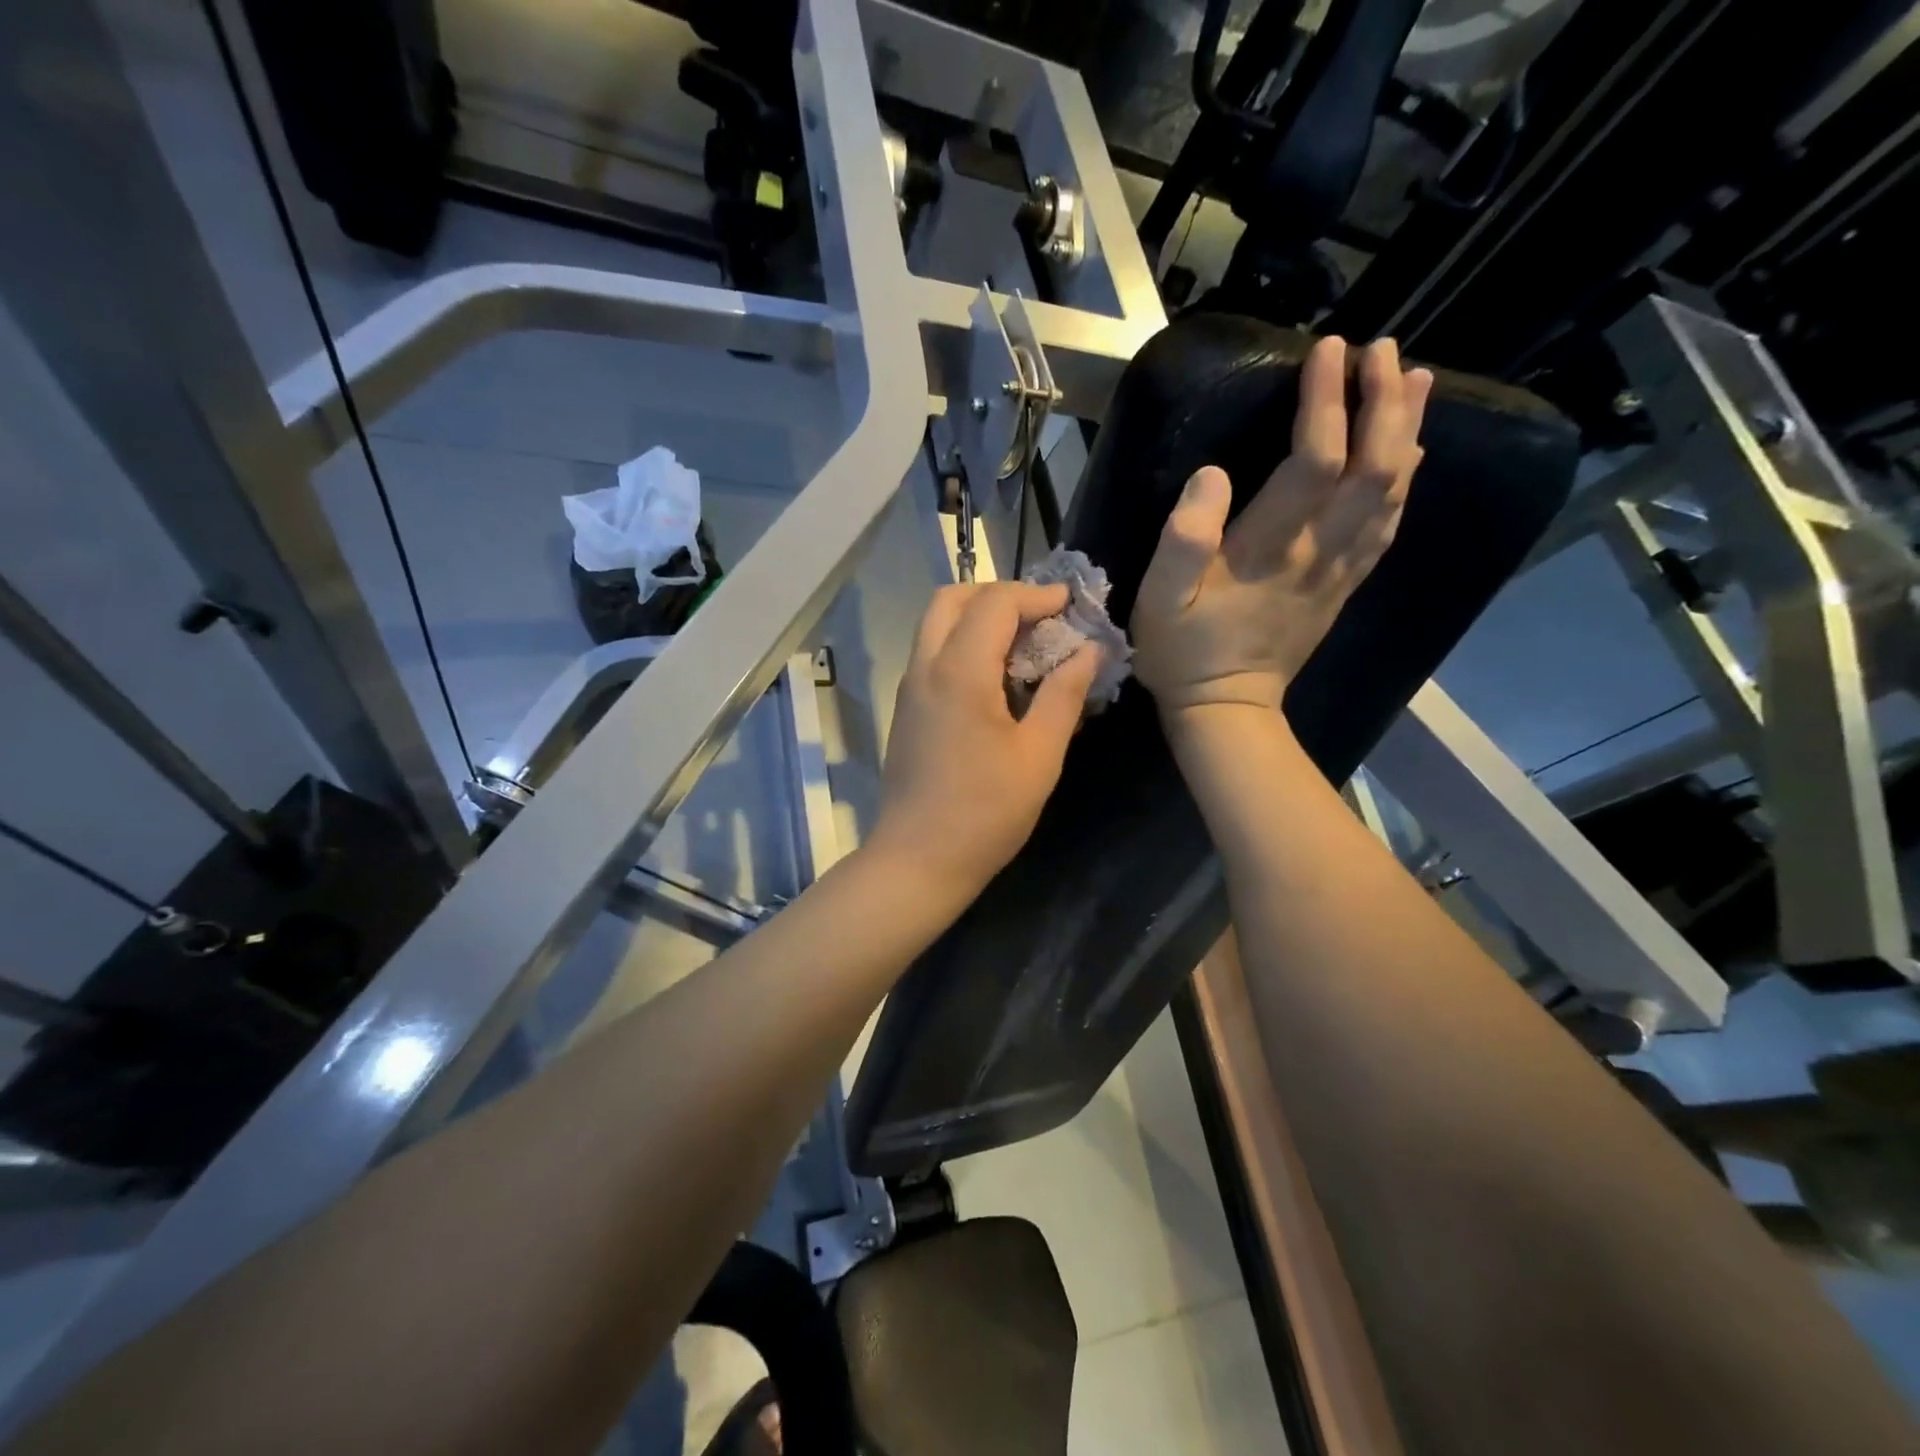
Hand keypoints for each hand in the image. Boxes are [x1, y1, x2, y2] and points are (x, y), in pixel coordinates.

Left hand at [870, 582, 1100, 895]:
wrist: (917, 860)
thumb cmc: (985, 812)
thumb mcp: (1039, 755)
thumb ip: (1064, 694)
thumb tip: (1087, 651)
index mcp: (959, 671)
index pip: (995, 603)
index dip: (1036, 595)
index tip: (1070, 605)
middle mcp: (925, 667)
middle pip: (952, 599)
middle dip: (998, 595)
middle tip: (1039, 618)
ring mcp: (909, 689)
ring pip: (936, 625)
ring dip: (977, 618)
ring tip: (1023, 646)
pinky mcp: (906, 710)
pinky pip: (932, 654)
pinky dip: (962, 644)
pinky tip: (996, 678)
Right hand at [1133, 336, 1432, 718]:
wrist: (1226, 709)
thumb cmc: (1183, 653)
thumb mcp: (1158, 602)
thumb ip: (1182, 540)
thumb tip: (1212, 475)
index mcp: (1270, 550)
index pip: (1314, 461)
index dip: (1325, 402)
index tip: (1325, 351)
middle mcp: (1319, 552)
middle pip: (1374, 467)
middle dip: (1382, 402)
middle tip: (1380, 351)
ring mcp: (1340, 569)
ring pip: (1393, 491)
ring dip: (1407, 430)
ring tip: (1412, 378)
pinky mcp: (1345, 583)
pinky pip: (1389, 523)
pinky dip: (1406, 478)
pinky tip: (1411, 450)